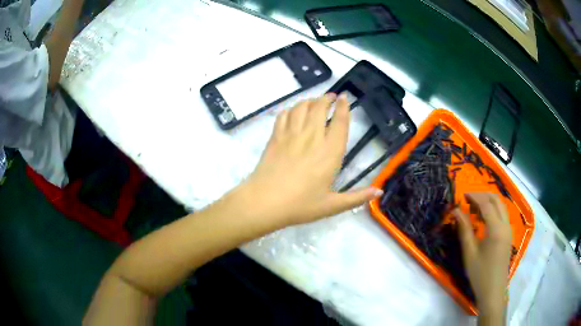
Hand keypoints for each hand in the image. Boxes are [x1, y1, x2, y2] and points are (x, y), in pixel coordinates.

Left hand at [242, 93, 382, 226]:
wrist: (265, 202)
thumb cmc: (300, 205)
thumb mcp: (332, 206)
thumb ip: (357, 197)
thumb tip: (380, 190)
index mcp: (330, 153)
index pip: (340, 122)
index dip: (343, 107)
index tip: (344, 97)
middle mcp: (312, 138)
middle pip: (320, 107)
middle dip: (327, 98)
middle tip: (331, 97)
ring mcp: (291, 135)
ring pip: (302, 107)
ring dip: (310, 100)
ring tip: (315, 101)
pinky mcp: (275, 137)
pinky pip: (284, 114)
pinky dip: (291, 109)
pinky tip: (294, 112)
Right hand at [453, 193, 512, 318]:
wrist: (493, 290)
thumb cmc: (480, 274)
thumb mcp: (469, 253)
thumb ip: (464, 230)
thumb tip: (456, 211)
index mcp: (496, 229)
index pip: (486, 204)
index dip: (474, 196)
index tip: (462, 195)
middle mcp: (505, 225)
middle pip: (496, 201)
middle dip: (483, 196)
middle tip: (468, 200)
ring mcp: (509, 230)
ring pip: (501, 207)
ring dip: (488, 203)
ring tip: (474, 209)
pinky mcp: (508, 235)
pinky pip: (502, 215)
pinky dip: (493, 211)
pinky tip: (483, 220)